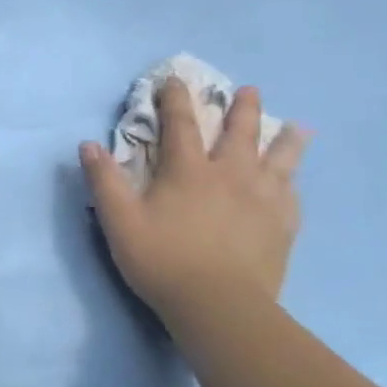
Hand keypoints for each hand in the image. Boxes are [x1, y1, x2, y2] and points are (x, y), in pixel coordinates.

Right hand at [79, 79, 307, 330]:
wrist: (220, 307)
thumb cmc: (162, 259)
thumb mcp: (119, 220)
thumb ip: (103, 180)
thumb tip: (88, 144)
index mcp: (188, 170)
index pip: (181, 123)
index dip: (176, 98)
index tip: (176, 79)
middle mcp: (229, 175)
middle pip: (240, 132)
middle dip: (241, 108)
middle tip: (248, 89)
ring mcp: (262, 199)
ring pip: (279, 159)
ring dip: (285, 138)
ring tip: (297, 126)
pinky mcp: (282, 226)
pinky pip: (292, 194)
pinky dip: (293, 180)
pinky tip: (294, 180)